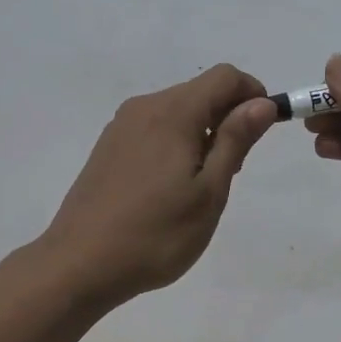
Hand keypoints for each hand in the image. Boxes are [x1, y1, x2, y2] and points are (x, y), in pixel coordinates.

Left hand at [40, 64, 276, 306]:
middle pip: (200, 91)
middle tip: (231, 171)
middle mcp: (145, 107)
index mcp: (173, 112)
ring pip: (177, 111)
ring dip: (202, 132)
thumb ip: (236, 140)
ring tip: (200, 186)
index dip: (252, 94)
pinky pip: (154, 128)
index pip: (225, 76)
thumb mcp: (209, 192)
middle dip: (227, 118)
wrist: (79, 265)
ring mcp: (121, 126)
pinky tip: (169, 188)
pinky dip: (175, 142)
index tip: (261, 132)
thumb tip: (262, 102)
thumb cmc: (156, 234)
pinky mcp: (108, 146)